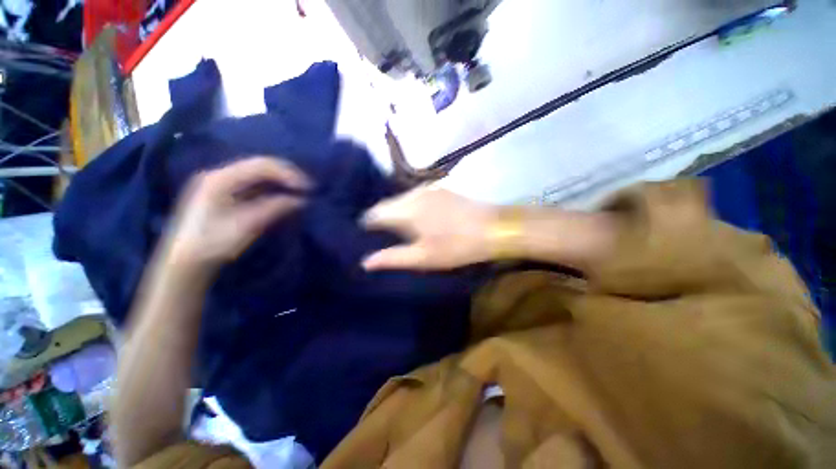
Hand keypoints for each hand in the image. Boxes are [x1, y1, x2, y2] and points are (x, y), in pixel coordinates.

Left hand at [166, 157, 309, 269]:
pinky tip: (282, 195)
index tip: (308, 187)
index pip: (261, 165)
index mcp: (221, 178)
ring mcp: (219, 182)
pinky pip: (252, 184)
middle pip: (259, 165)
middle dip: (286, 174)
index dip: (288, 173)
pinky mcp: (222, 193)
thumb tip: (302, 199)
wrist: (184, 261)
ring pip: (257, 174)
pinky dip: (270, 187)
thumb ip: (275, 207)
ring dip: (280, 180)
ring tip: (299, 190)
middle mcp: (219, 174)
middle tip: (307, 187)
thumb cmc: (214, 243)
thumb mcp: (248, 225)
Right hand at [361, 186, 497, 270]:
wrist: (494, 228)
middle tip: (383, 237)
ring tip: (400, 230)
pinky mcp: (441, 189)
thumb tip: (365, 262)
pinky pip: (415, 196)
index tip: (368, 238)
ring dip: (397, 212)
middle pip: (387, 204)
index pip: (375, 213)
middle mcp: (413, 193)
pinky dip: (410, 207)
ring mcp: (429, 189)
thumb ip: (393, 258)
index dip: (368, 225)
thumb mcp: (424, 257)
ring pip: (401, 199)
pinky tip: (418, 218)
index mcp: (407, 210)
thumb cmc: (457, 247)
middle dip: (382, 219)